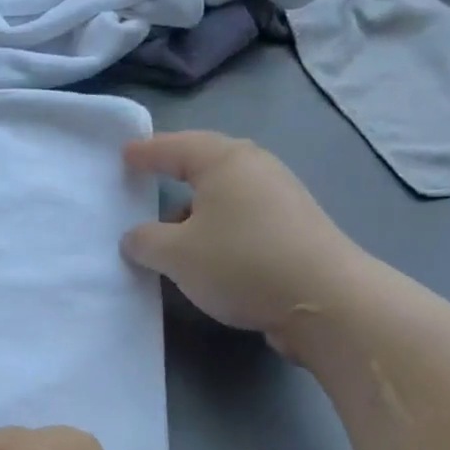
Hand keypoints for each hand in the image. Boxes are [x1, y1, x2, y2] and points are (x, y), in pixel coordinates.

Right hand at [120, 131, 370, 358]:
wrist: (325, 302)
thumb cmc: (241, 262)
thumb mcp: (176, 255)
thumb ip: (145, 241)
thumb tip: (134, 238)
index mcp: (225, 162)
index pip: (175, 147)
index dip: (147, 152)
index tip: (124, 155)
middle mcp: (257, 169)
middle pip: (205, 166)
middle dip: (174, 174)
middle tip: (147, 181)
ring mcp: (281, 198)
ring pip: (225, 196)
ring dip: (196, 211)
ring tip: (171, 233)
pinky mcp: (295, 229)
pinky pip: (243, 218)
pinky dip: (219, 229)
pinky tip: (209, 255)